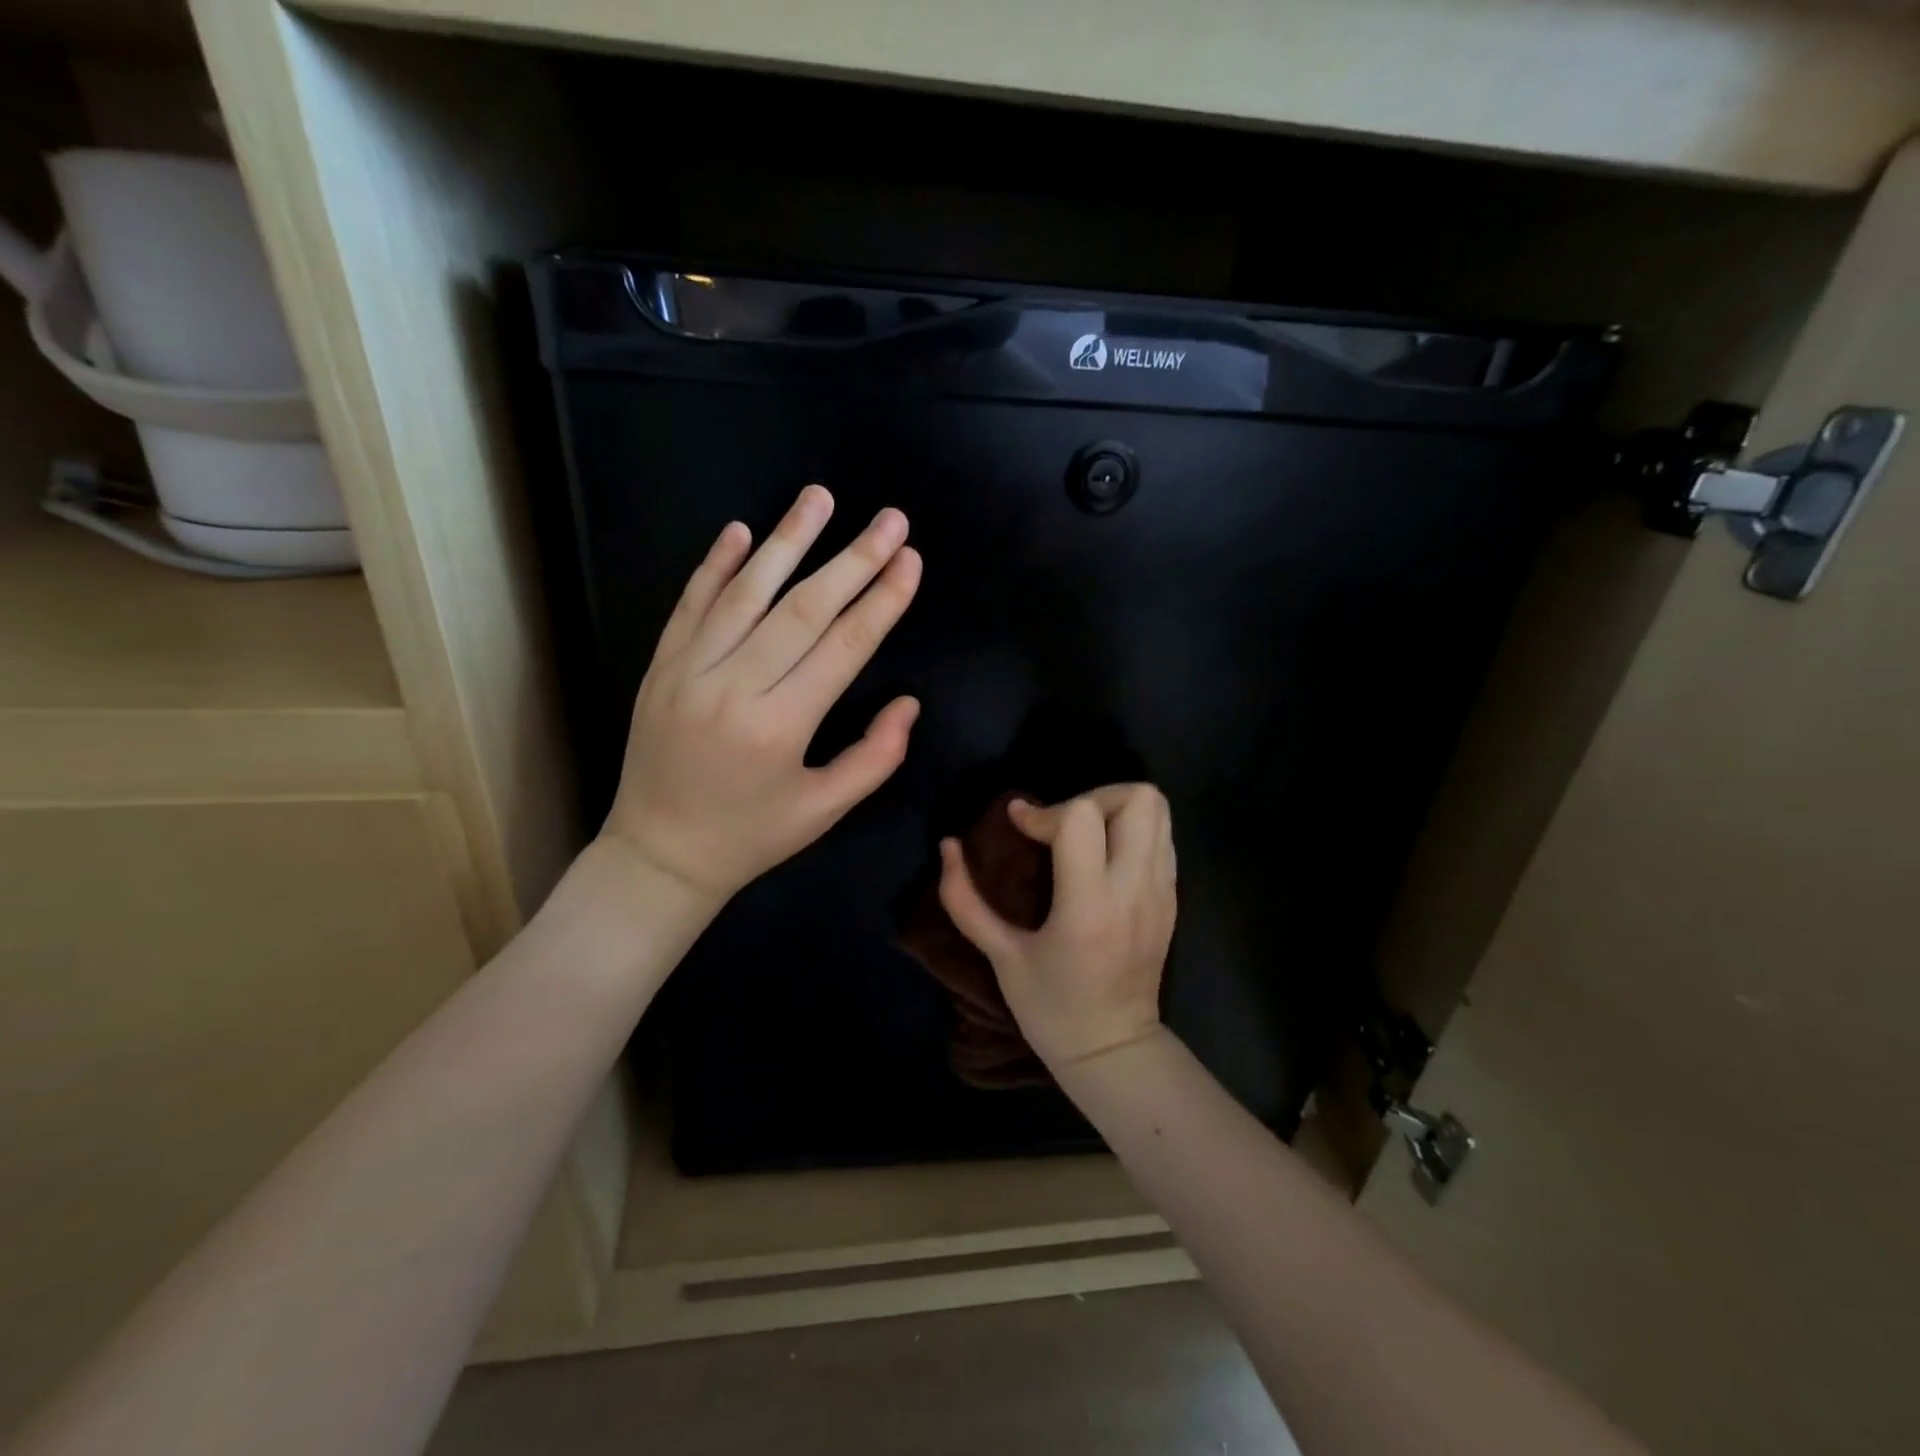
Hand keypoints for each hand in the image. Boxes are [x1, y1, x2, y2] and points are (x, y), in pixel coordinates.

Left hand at [602, 484, 922, 902]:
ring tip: (820, 497)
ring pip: (745, 593)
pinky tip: (742, 531)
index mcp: (779, 728)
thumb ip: (874, 758)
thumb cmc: (750, 837)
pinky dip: (715, 565)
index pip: (843, 648)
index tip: (910, 561)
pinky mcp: (660, 666)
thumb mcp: (823, 811)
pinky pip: (690, 604)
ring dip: (787, 541)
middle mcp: (733, 689)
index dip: (881, 601)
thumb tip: (909, 703)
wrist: (658, 854)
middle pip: (803, 609)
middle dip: (853, 560)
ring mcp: (688, 671)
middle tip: (890, 520)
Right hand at [938, 784, 1175, 1068]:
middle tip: (1060, 824)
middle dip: (1091, 797)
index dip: (1043, 810)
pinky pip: (1163, 837)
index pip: (1082, 818)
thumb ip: (965, 900)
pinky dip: (1133, 829)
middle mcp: (1134, 889)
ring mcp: (1161, 892)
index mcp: (1089, 907)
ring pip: (1157, 809)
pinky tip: (1104, 855)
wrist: (1113, 1049)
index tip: (1019, 824)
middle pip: (1137, 798)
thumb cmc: (1051, 1008)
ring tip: (1082, 835)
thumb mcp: (1000, 956)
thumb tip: (948, 846)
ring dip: (1115, 808)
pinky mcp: (1172, 897)